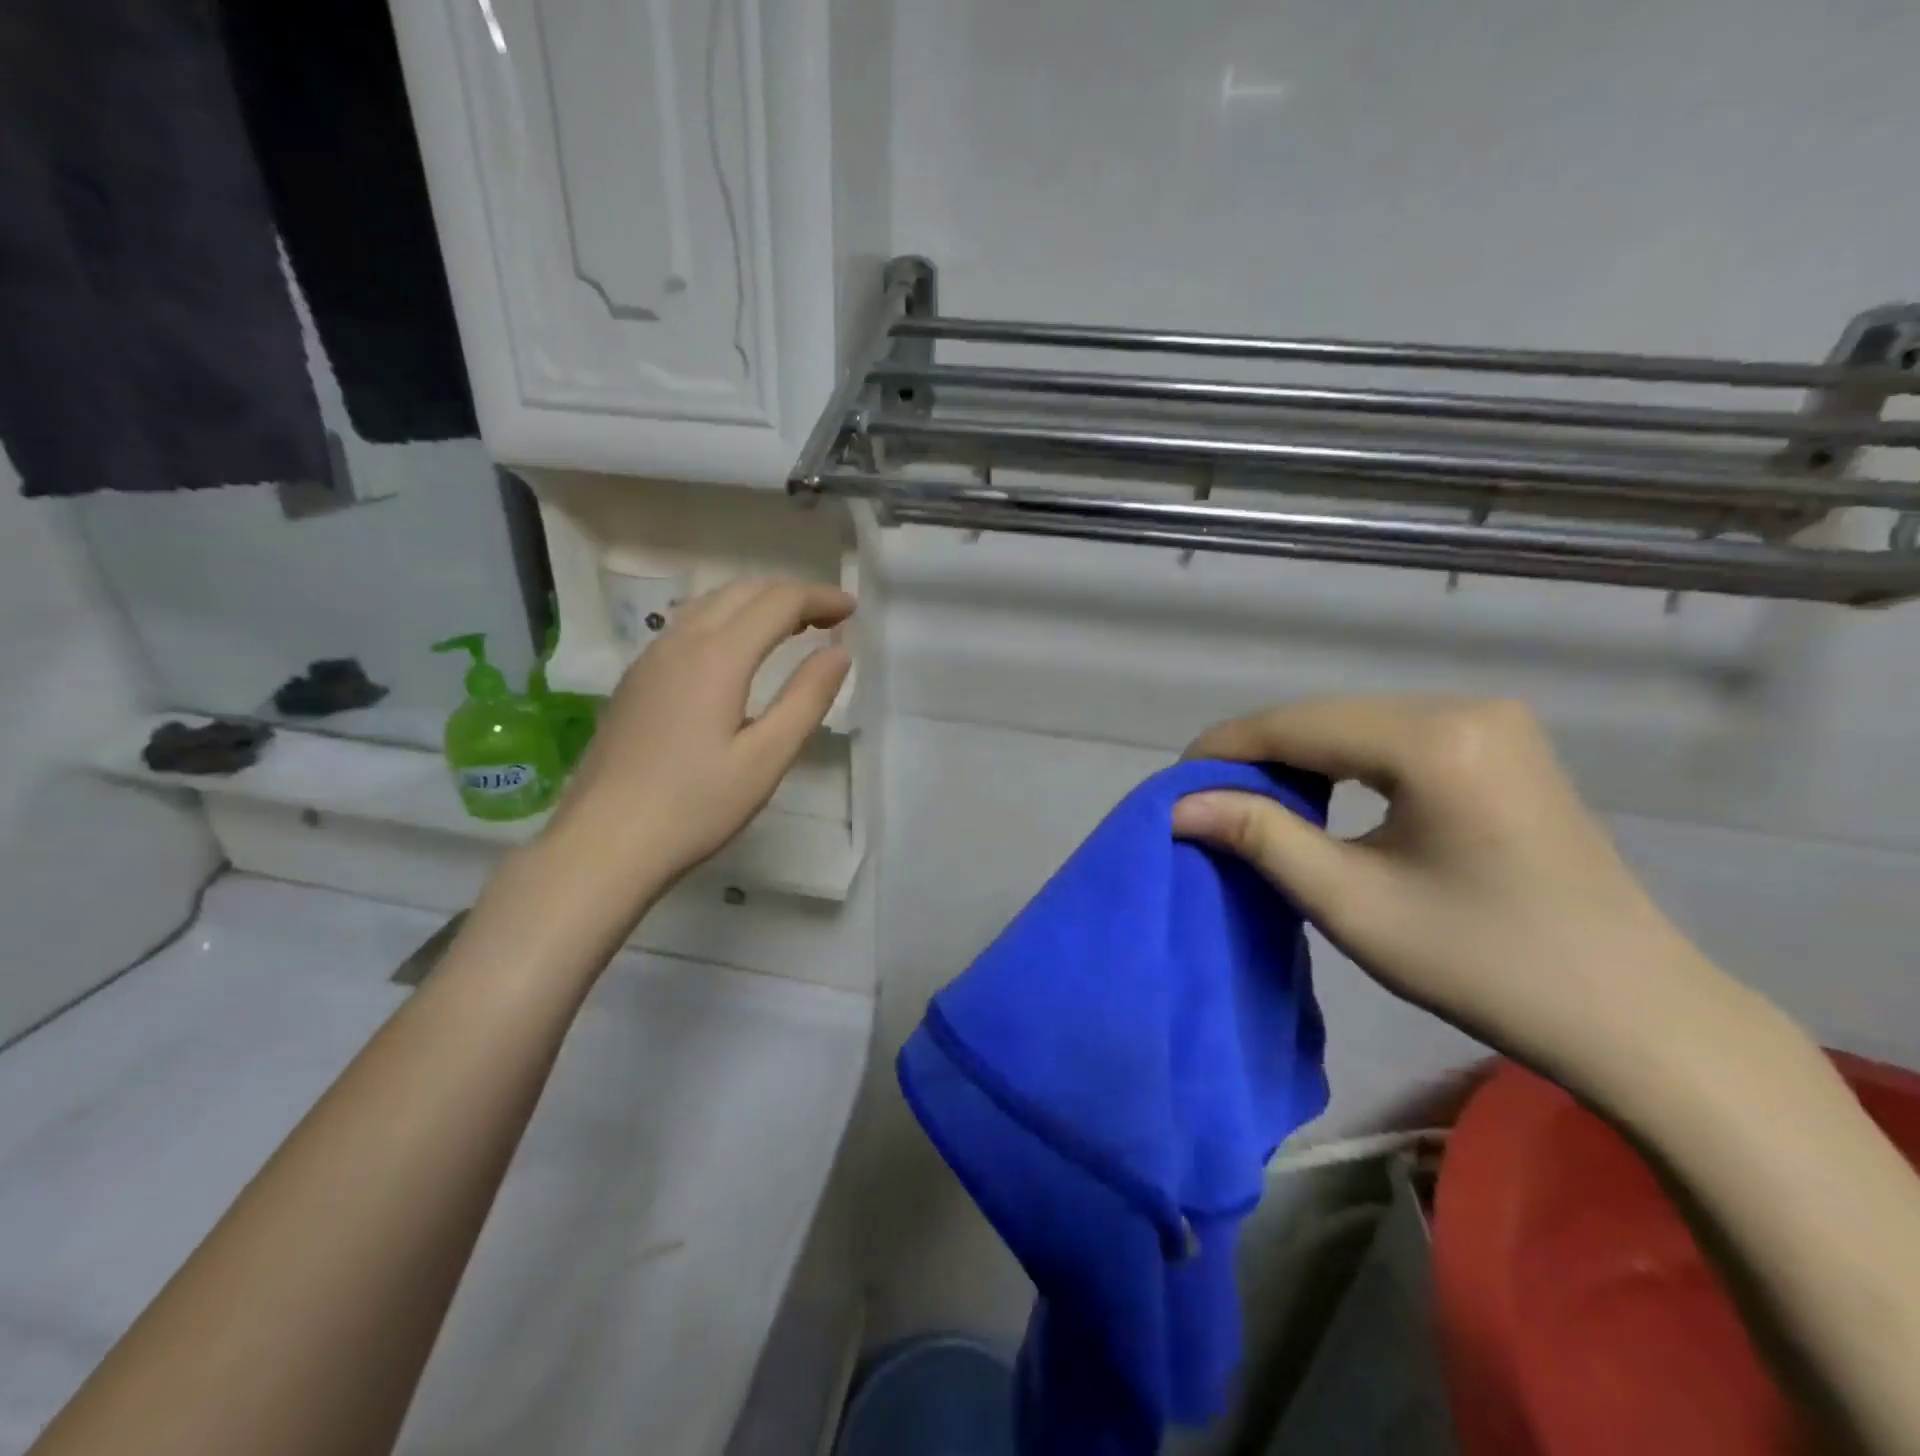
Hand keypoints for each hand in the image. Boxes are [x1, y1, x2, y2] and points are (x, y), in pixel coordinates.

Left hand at [539, 577, 853, 918]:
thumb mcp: (767, 758)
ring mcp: (651, 658)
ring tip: (792, 629)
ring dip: (757, 604)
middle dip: (792, 595)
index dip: (820, 598)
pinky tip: (738, 654)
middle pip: (743, 591)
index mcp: (718, 656)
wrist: (604, 842)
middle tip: (830, 618)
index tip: (852, 611)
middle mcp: (681, 641)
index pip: (778, 601)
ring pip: (711, 603)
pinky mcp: (636, 679)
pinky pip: (688, 625)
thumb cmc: (695, 806)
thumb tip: (839, 652)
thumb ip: (807, 699)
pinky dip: (727, 620)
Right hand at [1173, 696, 1735, 1089]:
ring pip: (1357, 724)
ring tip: (1251, 801)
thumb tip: (1181, 805)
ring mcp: (1492, 722)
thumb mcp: (1352, 901)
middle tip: (1207, 799)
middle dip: (1259, 754)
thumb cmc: (1483, 963)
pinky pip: (1394, 738)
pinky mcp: (1502, 745)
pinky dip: (1344, 764)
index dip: (1226, 748)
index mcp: (1435, 738)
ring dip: (1299, 758)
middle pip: (1327, 717)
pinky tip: (1320, 797)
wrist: (1633, 1013)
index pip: (1298, 724)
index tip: (1174, 782)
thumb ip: (1260, 837)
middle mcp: (1465, 707)